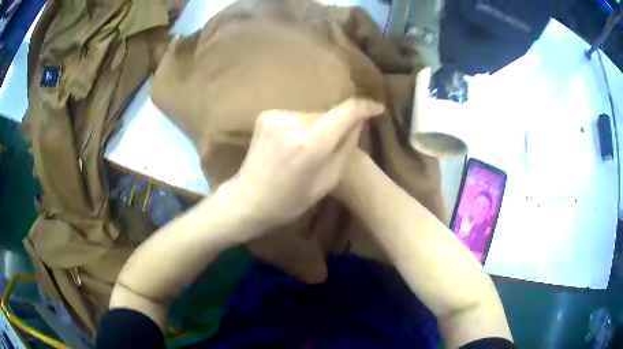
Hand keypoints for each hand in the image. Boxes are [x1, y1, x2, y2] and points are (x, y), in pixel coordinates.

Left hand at [231, 98, 384, 228]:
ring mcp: (277, 116)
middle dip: (336, 125)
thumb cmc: (290, 200)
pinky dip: (301, 127)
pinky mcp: (266, 115)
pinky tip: (292, 145)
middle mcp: (294, 123)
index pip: (347, 111)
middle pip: (328, 114)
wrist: (248, 199)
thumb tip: (359, 120)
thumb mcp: (328, 181)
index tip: (377, 108)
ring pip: (312, 115)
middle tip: (333, 146)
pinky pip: (296, 117)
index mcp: (312, 144)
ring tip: (309, 150)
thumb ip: (347, 147)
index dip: (365, 107)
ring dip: (317, 127)